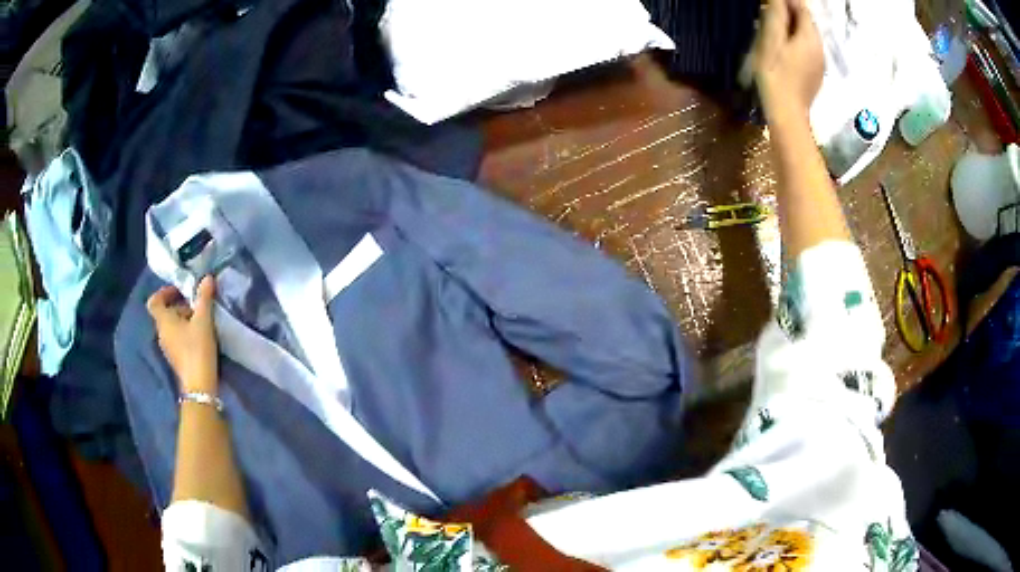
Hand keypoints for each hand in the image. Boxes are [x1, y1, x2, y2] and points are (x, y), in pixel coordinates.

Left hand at [147, 276, 218, 393]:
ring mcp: (168, 347)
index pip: (154, 301)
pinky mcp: (176, 358)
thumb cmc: (197, 348)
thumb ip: (204, 298)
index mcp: (163, 321)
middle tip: (197, 304)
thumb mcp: (203, 320)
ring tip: (201, 319)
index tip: (180, 290)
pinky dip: (185, 332)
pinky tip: (200, 336)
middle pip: (165, 313)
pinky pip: (177, 338)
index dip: (165, 292)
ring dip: (184, 319)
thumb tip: (207, 277)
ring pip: (172, 326)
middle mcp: (161, 333)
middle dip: (180, 305)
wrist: (199, 385)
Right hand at [753, 0, 824, 116]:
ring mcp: (820, 62)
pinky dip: (797, 42)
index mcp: (809, 37)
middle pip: (807, 22)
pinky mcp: (816, 74)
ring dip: (793, 28)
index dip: (788, 1)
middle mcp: (819, 47)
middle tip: (770, 11)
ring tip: (775, 28)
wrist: (787, 113)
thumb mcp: (771, 41)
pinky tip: (784, 48)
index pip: (802, 8)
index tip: (772, 1)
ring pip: (808, 36)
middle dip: (791, 12)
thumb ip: (776, 16)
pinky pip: (808, 50)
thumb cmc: (775, 75)